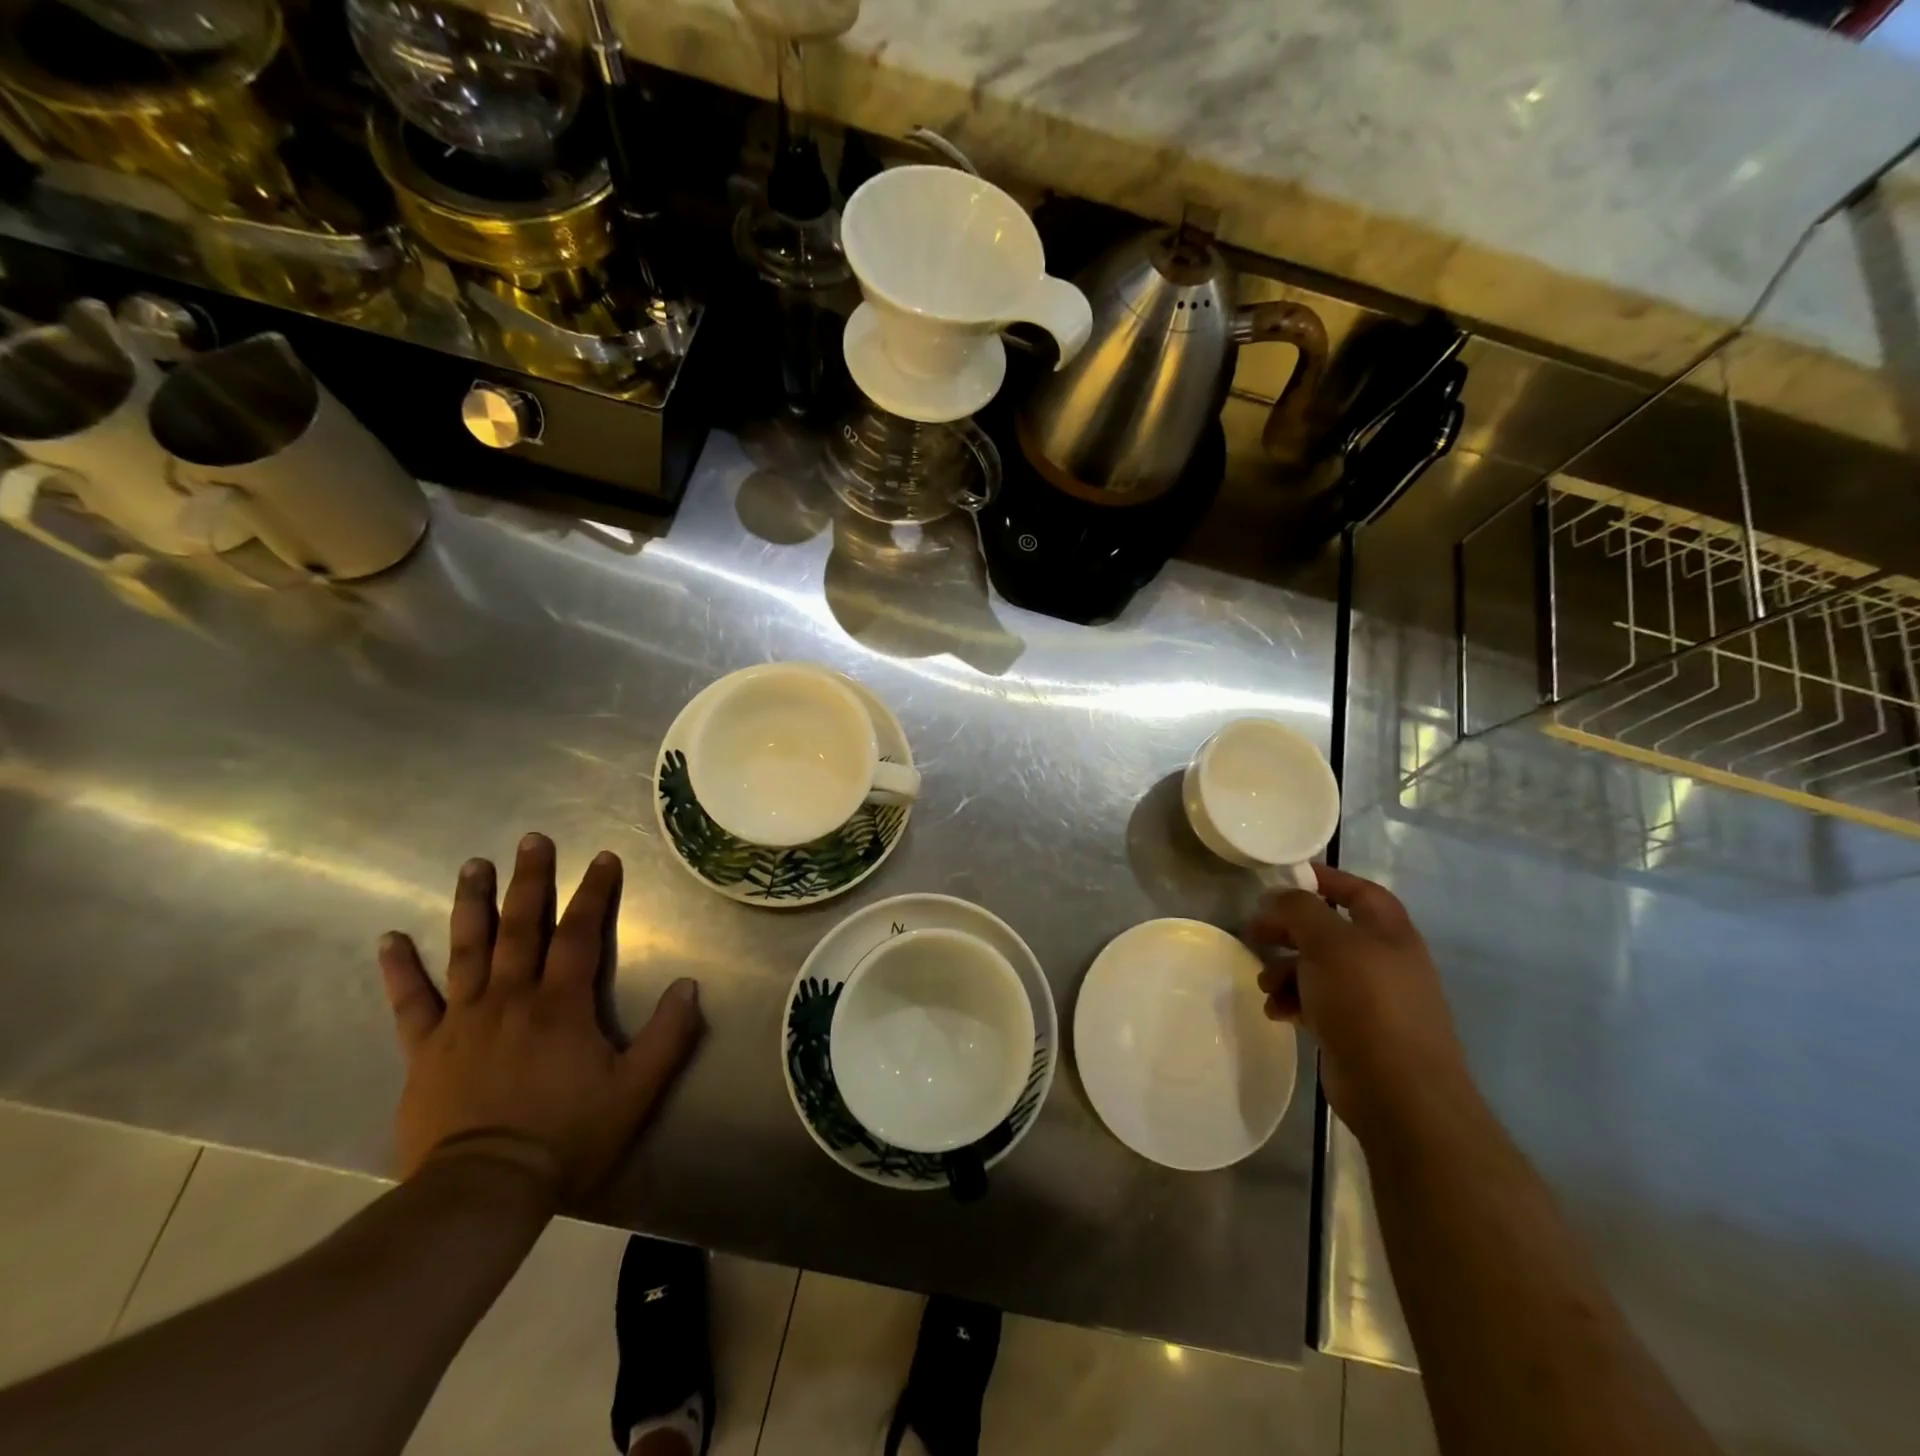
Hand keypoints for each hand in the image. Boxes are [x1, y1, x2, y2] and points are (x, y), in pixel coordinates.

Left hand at [377, 833, 703, 1200]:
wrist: (483, 1192)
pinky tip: (389, 939)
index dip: (595, 893)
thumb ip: (668, 1035)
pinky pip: (410, 1002)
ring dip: (472, 904)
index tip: (604, 858)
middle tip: (532, 840)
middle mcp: (511, 998)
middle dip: (531, 880)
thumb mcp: (636, 1090)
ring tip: (473, 865)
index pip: (580, 934)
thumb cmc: (567, 1136)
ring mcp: (463, 1020)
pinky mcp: (425, 1050)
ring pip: (467, 949)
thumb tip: (690, 984)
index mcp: (561, 1005)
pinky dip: (399, 970)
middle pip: (521, 927)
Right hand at [1245, 864, 1474, 1144]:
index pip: (1358, 891)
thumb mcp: (1328, 943)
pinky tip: (1277, 1012)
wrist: (1399, 1092)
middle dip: (1290, 929)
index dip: (1324, 879)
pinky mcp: (1356, 1030)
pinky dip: (1294, 1001)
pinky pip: (1317, 1002)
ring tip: (1265, 985)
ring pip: (1318, 969)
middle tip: (1255, 931)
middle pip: (1330, 930)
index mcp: (1389, 933)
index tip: (1283, 879)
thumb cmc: (1366, 1003)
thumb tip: (1279, 896)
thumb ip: (1300, 910)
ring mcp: (1372, 999)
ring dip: (1285, 970)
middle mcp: (1384, 961)